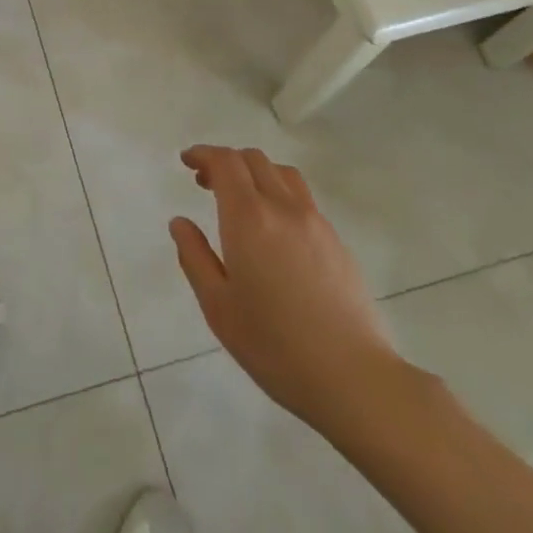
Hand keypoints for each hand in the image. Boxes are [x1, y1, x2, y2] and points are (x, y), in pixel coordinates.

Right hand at [171, 145, 406, 436]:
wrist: (353, 378)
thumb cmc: (274, 345)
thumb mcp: (218, 306)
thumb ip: (195, 257)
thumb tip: (180, 223)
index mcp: (249, 217)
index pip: (225, 162)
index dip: (203, 154)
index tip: (187, 161)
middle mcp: (283, 207)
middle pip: (253, 159)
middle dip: (226, 161)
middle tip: (206, 183)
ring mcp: (316, 222)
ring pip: (282, 173)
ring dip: (255, 172)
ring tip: (241, 200)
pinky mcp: (337, 242)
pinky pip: (302, 198)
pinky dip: (279, 194)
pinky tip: (274, 230)